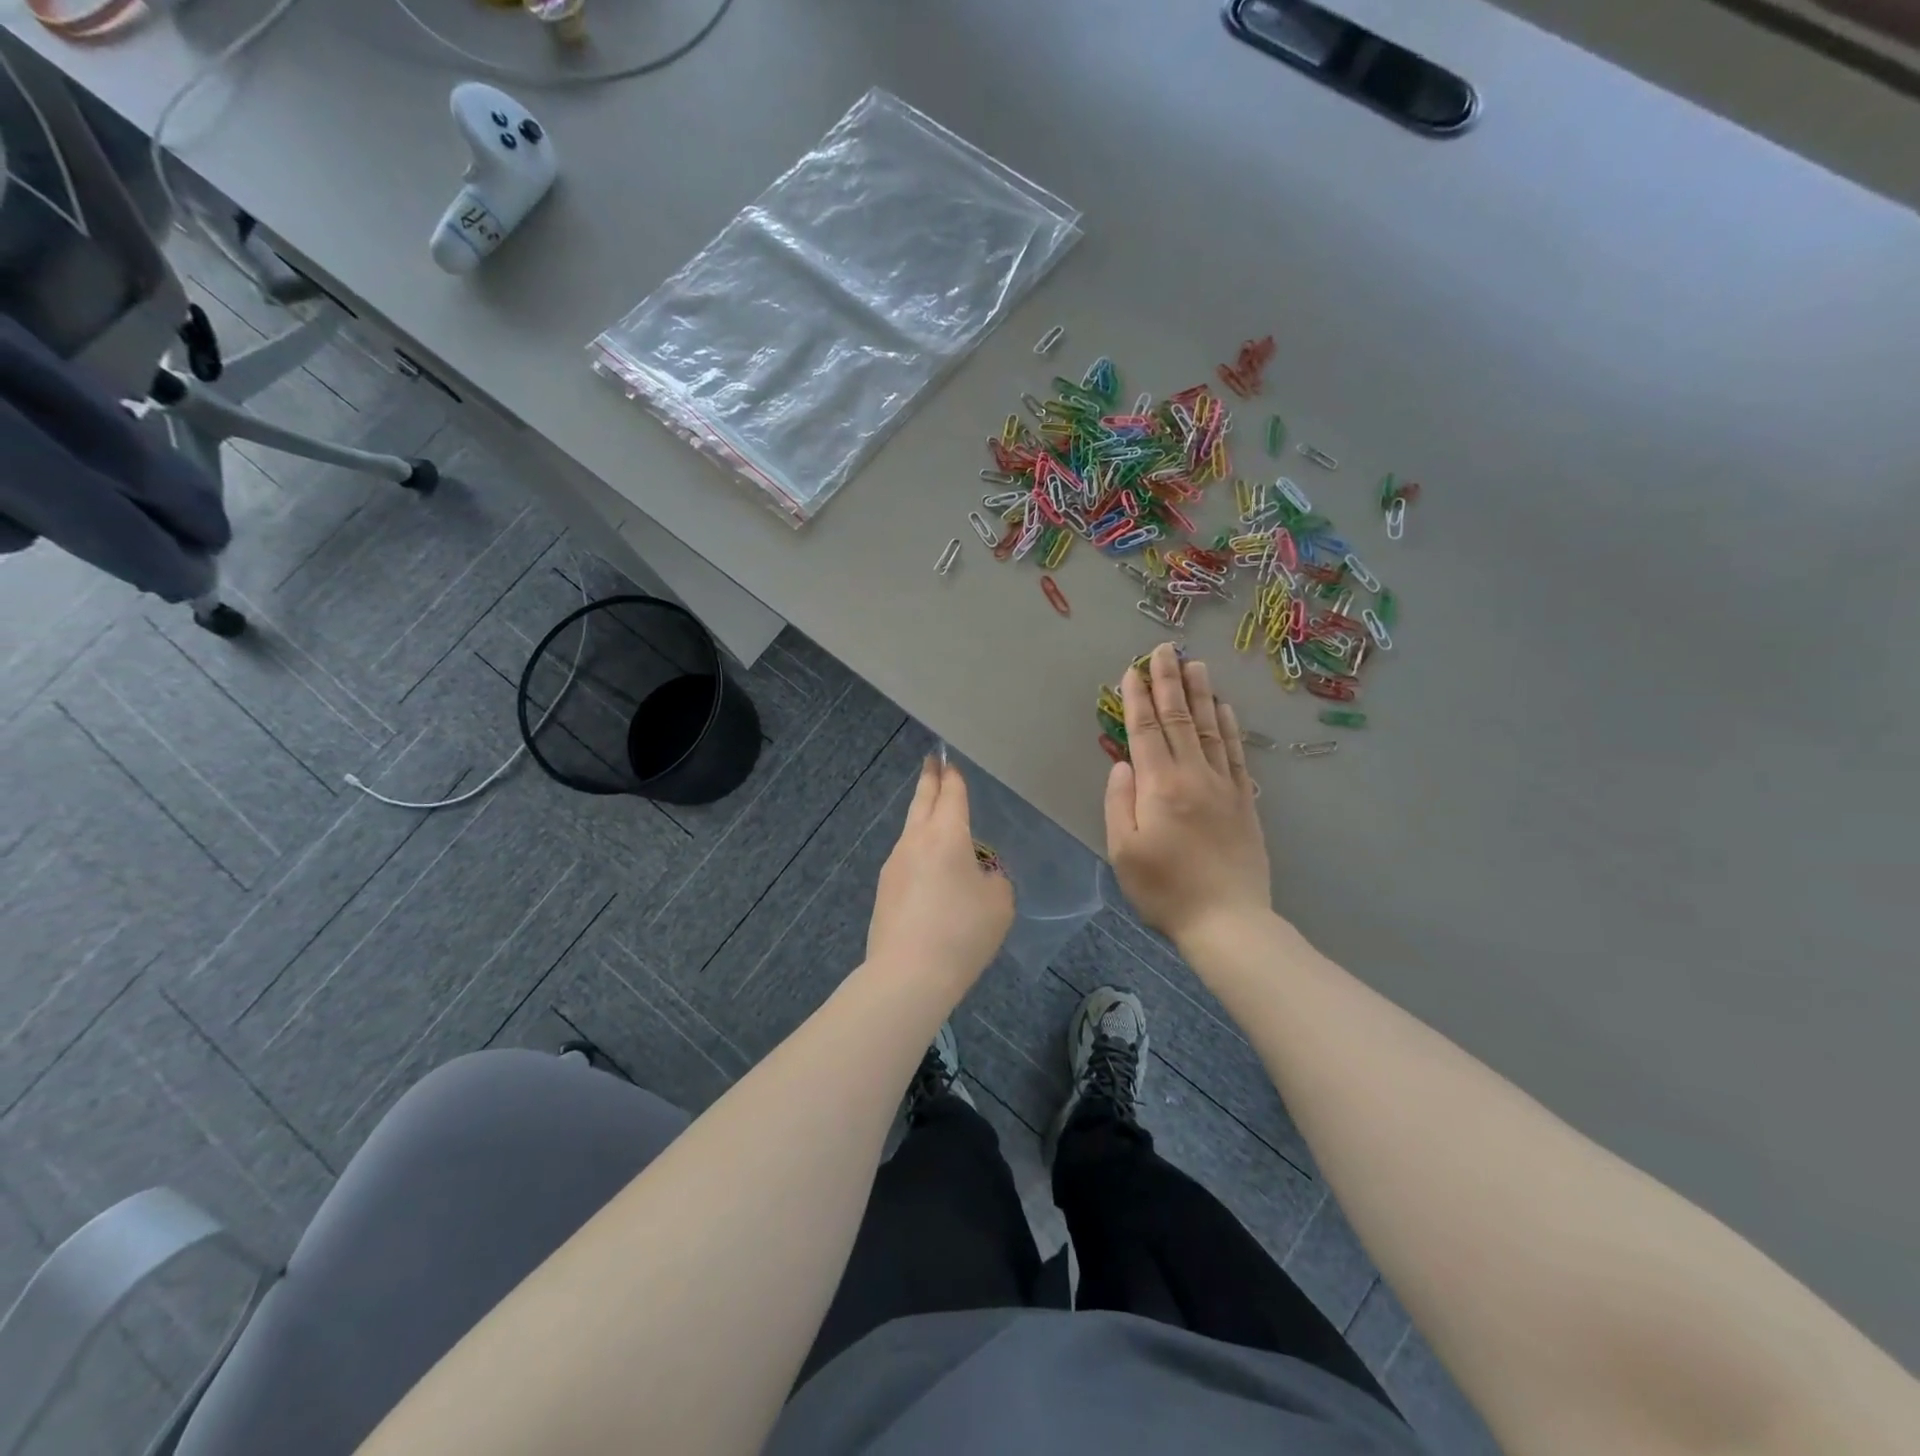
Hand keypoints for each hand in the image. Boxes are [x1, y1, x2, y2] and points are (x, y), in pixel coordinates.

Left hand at [866, 756, 1014, 995]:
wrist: (908, 975)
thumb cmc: (962, 932)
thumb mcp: (999, 904)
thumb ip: (995, 881)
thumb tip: (979, 877)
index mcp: (946, 835)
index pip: (950, 795)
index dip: (953, 776)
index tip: (948, 760)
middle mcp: (915, 841)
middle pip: (922, 802)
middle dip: (929, 780)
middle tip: (931, 762)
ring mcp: (894, 865)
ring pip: (911, 831)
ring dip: (923, 819)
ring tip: (936, 818)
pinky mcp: (884, 891)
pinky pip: (906, 860)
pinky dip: (919, 853)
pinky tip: (929, 871)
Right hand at [1105, 643, 1271, 946]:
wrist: (1228, 921)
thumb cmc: (1165, 891)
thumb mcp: (1124, 852)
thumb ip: (1119, 802)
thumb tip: (1123, 763)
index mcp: (1159, 786)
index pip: (1144, 730)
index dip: (1136, 698)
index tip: (1132, 670)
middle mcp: (1193, 775)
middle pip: (1179, 719)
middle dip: (1168, 681)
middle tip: (1164, 649)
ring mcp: (1224, 786)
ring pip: (1211, 728)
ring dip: (1200, 694)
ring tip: (1195, 664)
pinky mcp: (1245, 801)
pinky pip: (1237, 753)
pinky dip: (1230, 726)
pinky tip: (1225, 708)